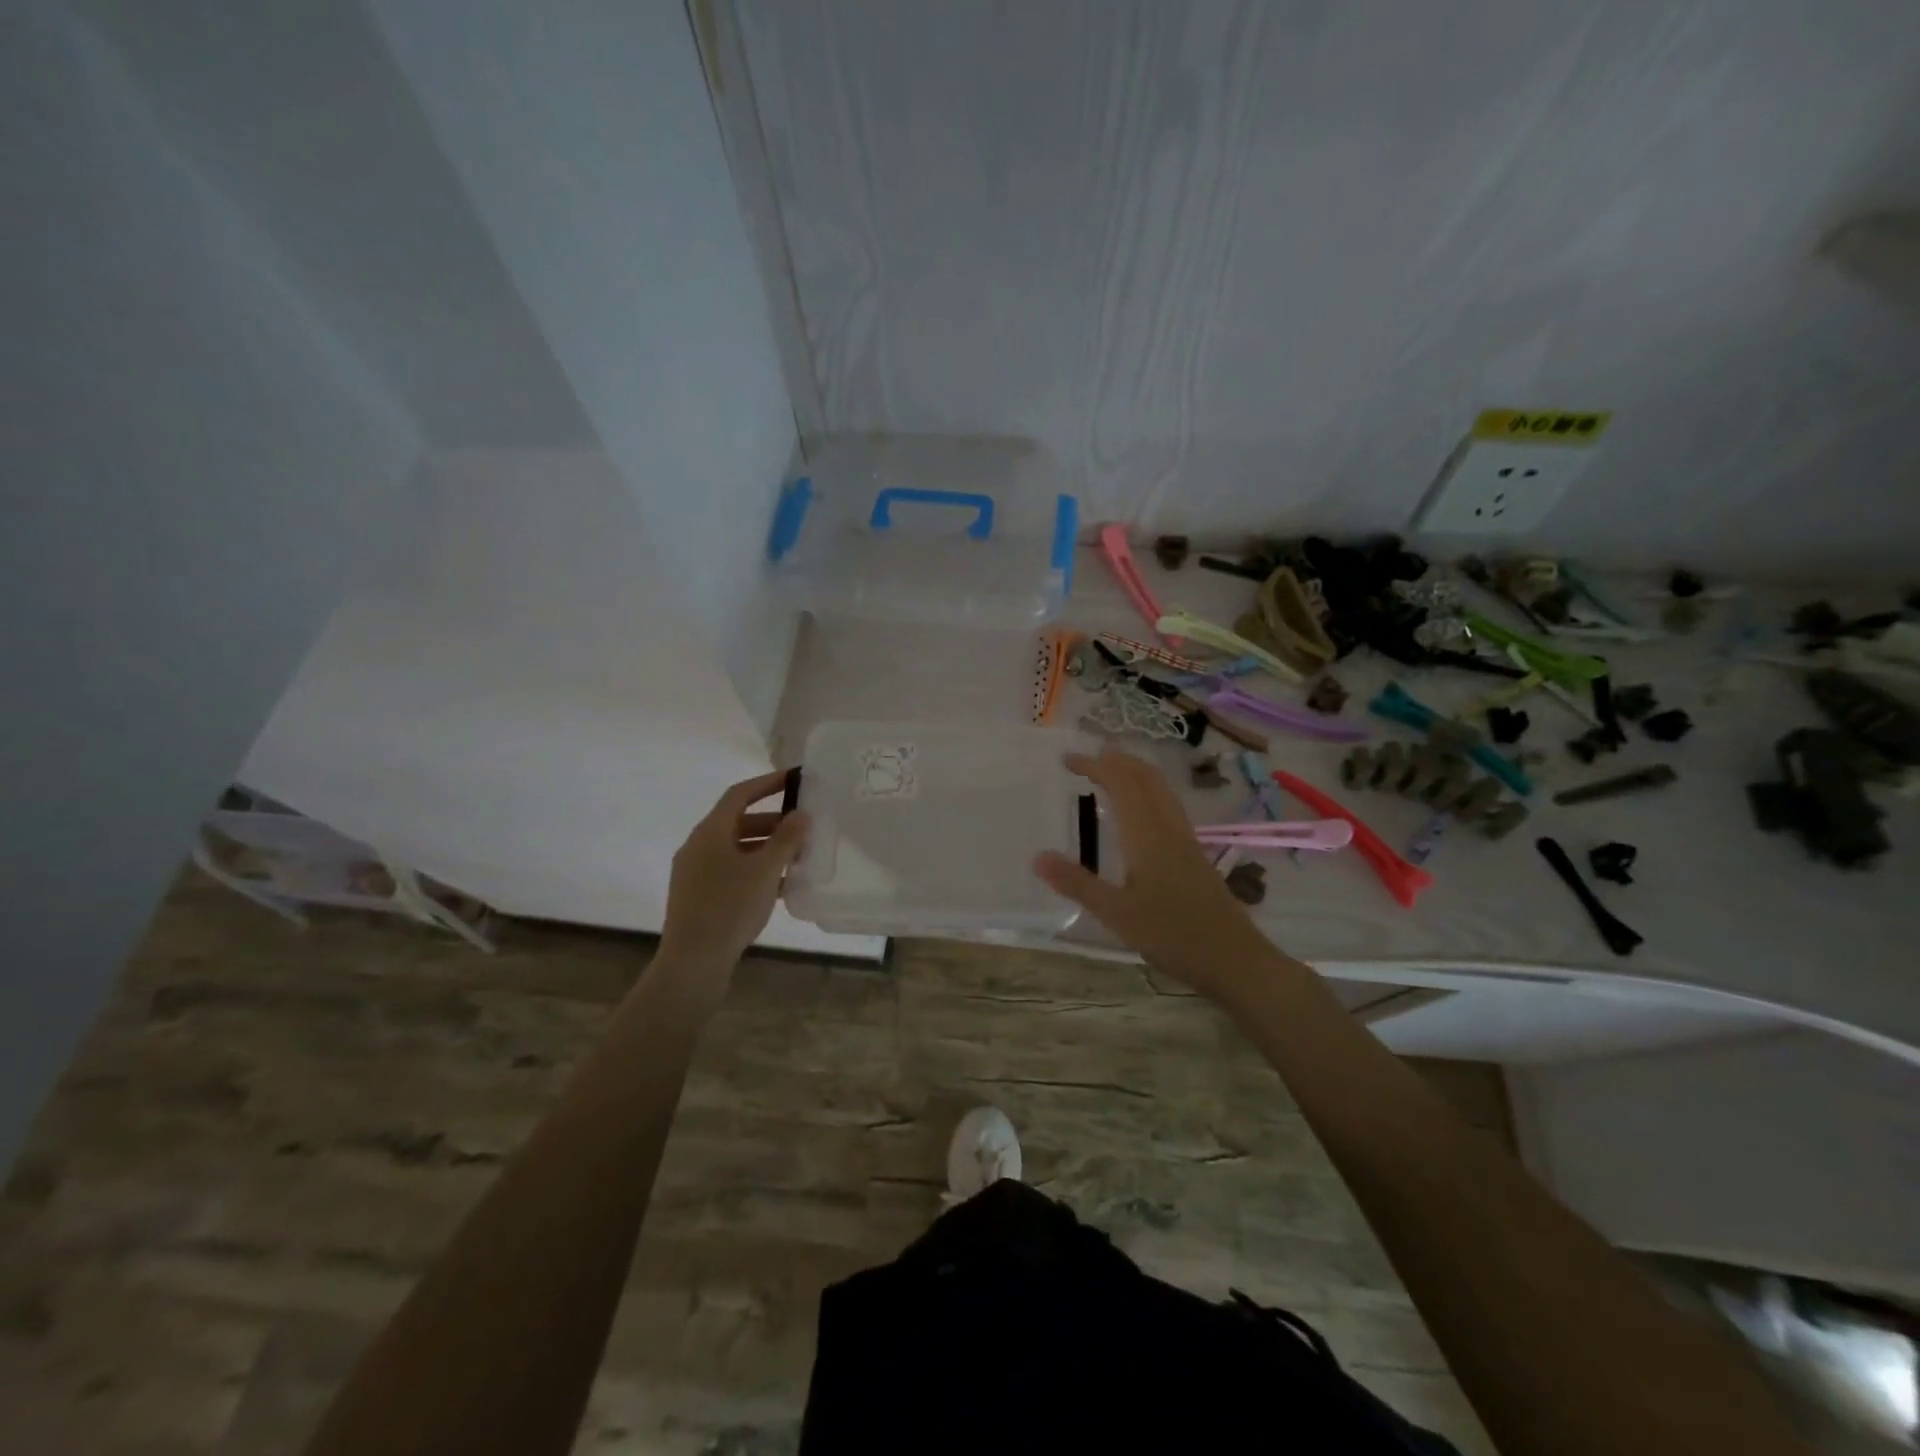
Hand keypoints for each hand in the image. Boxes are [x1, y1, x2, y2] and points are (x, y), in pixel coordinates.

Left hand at [659, 770, 807, 974]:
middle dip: (774, 821)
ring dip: (767, 848)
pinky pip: (731, 870)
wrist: (693, 962)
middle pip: (739, 821)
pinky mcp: (698, 896)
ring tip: (798, 857)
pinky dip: (755, 869)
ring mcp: (695, 872)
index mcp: (710, 831)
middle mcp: (698, 846)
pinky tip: (780, 885)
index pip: (740, 794)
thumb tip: (801, 814)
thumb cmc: (730, 907)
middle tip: (804, 826)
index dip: (768, 783)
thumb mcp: (765, 870)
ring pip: (736, 848)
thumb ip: (786, 839)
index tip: (795, 779)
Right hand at [1033, 746, 1280, 1002]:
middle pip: (1145, 777)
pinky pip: (1168, 805)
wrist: (1233, 958)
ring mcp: (1185, 839)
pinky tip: (1140, 813)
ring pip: (1160, 789)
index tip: (1067, 760)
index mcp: (1146, 834)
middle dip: (1116, 761)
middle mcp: (1167, 827)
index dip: (1095, 765)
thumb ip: (1078, 884)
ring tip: (1110, 774)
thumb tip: (1038, 857)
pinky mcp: (1194, 853)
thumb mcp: (1116, 914)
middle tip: (1086, 760)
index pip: (1120, 782)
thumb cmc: (1172, 935)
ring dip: (1134, 772)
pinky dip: (1147, 792)